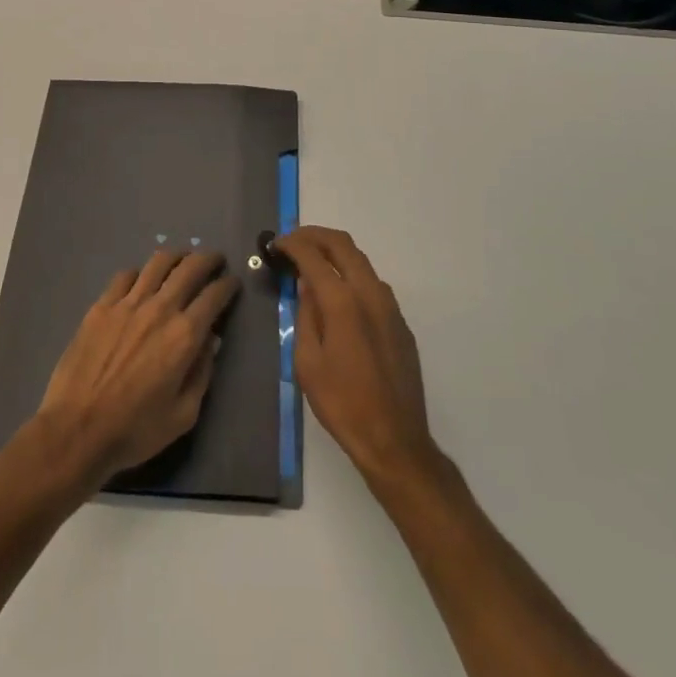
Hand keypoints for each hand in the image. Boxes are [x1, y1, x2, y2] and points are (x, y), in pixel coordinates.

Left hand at [35, 250, 238, 490]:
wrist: (77, 429)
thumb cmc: (135, 430)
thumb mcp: (183, 415)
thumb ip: (202, 374)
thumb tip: (211, 342)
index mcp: (184, 335)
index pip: (214, 296)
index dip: (227, 285)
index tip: (232, 283)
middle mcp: (160, 309)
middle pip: (190, 268)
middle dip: (208, 259)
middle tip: (215, 260)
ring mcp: (128, 303)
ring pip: (158, 263)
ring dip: (176, 257)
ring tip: (182, 260)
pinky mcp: (102, 305)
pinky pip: (126, 275)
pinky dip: (140, 273)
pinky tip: (141, 281)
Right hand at [274, 226, 440, 490]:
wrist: (395, 440)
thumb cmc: (342, 404)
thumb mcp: (308, 362)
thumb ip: (305, 315)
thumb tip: (307, 285)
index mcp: (343, 301)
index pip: (313, 255)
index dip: (291, 244)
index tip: (275, 245)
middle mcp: (370, 292)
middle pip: (342, 244)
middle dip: (314, 236)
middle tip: (292, 241)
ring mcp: (390, 305)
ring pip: (360, 260)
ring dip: (335, 253)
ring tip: (312, 264)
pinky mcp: (400, 321)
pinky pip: (372, 283)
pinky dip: (351, 274)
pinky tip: (338, 294)